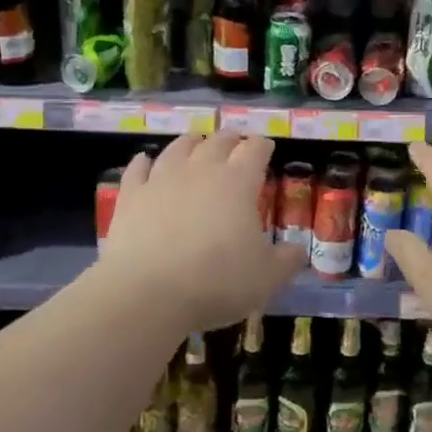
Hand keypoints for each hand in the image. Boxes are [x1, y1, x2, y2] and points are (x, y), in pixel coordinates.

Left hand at [97, 132, 306, 330]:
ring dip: (191, 143)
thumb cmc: (217, 281)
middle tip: (236, 142)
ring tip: (196, 142)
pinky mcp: (131, 196)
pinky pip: (138, 170)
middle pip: (218, 142)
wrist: (148, 293)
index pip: (255, 150)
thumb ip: (287, 261)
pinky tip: (144, 161)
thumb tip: (299, 251)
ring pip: (178, 148)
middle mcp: (201, 170)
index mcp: (238, 182)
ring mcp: (162, 179)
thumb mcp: (267, 277)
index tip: (266, 147)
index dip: (262, 146)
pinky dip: (143, 163)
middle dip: (230, 139)